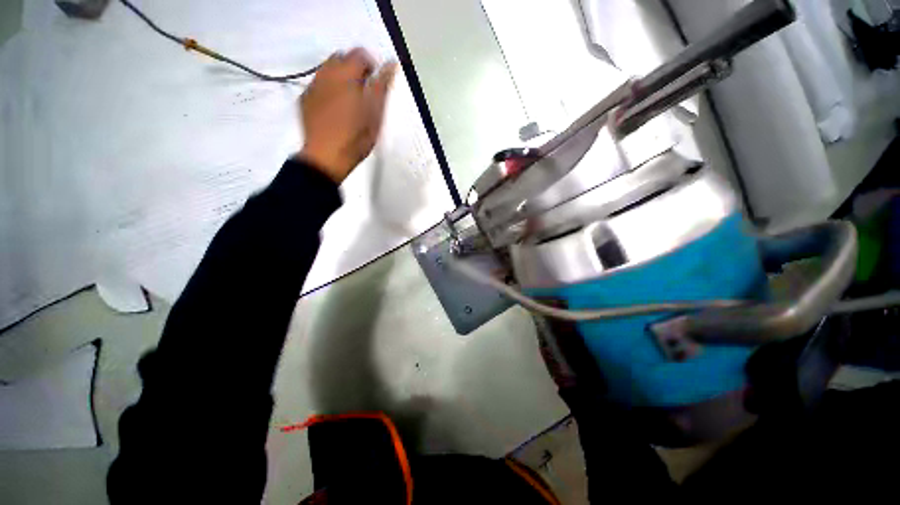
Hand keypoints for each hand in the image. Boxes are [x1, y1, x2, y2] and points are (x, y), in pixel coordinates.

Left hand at [297, 48, 397, 183]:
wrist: (326, 158)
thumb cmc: (356, 138)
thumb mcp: (375, 115)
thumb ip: (382, 87)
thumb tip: (391, 64)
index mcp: (346, 76)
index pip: (359, 54)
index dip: (371, 65)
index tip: (377, 83)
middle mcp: (326, 75)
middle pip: (340, 57)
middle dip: (354, 68)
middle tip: (364, 92)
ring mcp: (312, 86)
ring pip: (327, 69)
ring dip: (340, 77)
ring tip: (349, 101)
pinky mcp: (304, 99)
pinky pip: (317, 84)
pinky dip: (328, 88)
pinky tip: (334, 109)